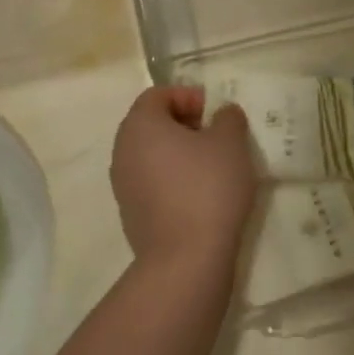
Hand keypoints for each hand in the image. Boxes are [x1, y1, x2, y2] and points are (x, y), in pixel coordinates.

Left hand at [110, 86, 257, 274]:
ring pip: (152, 154)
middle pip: (152, 124)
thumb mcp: (230, 143)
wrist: (186, 259)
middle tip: (217, 136)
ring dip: (181, 153)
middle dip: (185, 124)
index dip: (189, 96)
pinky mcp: (132, 213)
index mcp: (140, 125)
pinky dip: (174, 179)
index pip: (158, 95)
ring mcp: (123, 185)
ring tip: (214, 166)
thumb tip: (222, 114)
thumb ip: (228, 118)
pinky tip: (202, 195)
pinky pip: (153, 182)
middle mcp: (122, 150)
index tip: (215, 113)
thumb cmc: (208, 187)